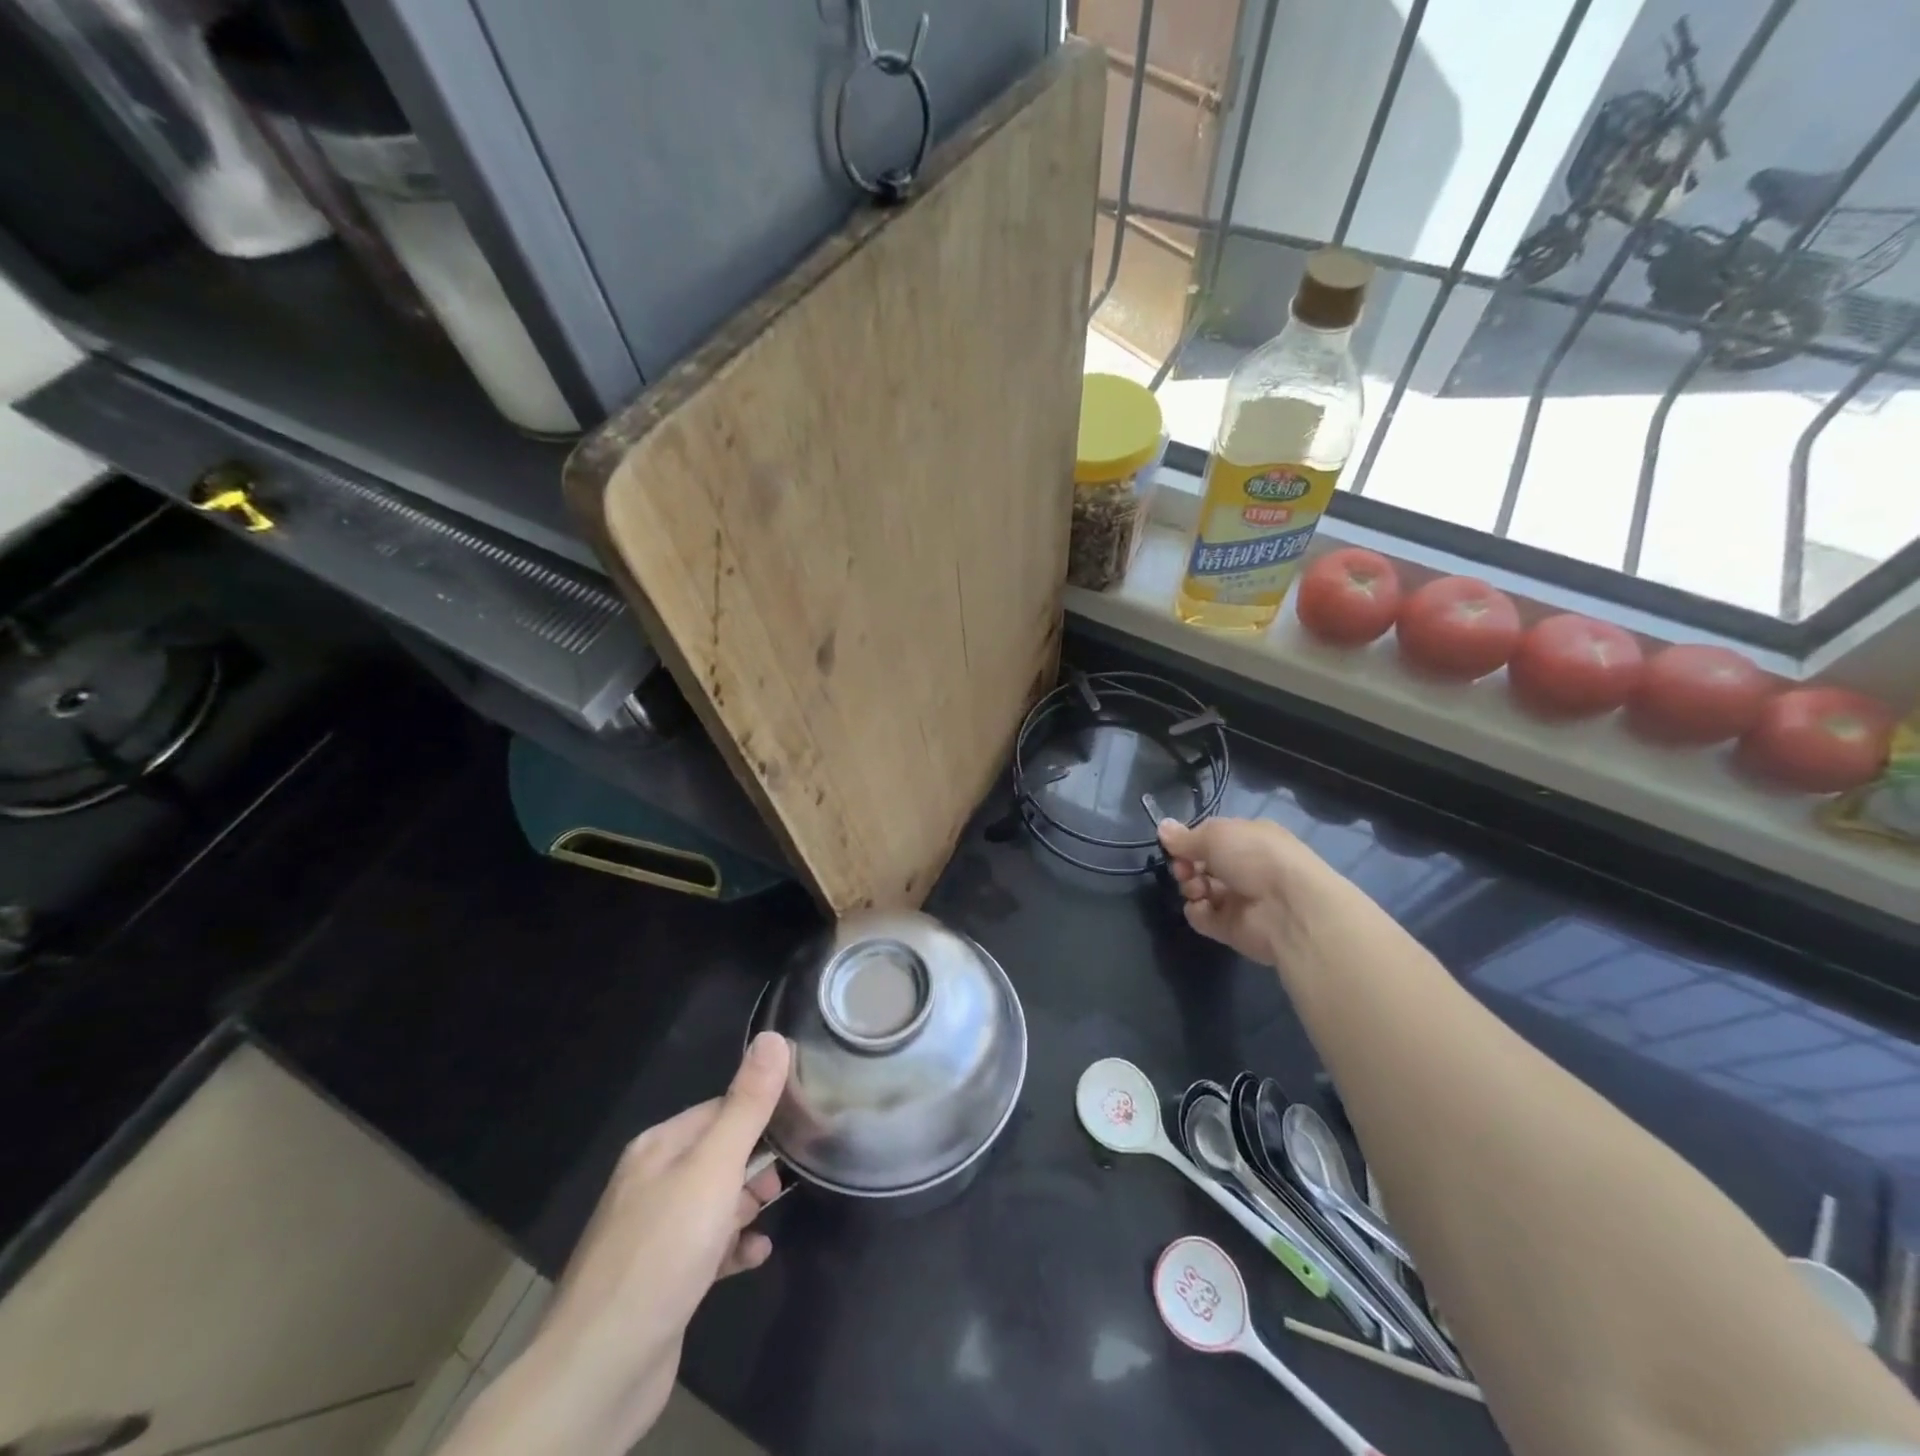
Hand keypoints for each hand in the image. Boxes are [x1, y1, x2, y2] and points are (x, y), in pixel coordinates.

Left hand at [443, 1032, 790, 1455]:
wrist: (599, 1370)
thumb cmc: (663, 1252)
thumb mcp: (714, 1168)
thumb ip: (747, 1105)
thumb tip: (773, 1036)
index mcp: (658, 1147)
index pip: (720, 1109)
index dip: (760, 1114)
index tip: (801, 1124)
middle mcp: (651, 1183)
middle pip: (719, 1155)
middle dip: (757, 1165)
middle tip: (787, 1180)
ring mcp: (653, 1234)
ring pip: (714, 1202)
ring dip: (746, 1206)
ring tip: (771, 1217)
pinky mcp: (661, 1280)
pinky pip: (707, 1248)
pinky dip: (733, 1247)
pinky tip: (755, 1255)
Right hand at [1157, 816, 1314, 964]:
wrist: (1289, 908)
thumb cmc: (1255, 857)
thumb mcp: (1215, 835)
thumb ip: (1185, 837)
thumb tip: (1162, 828)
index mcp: (1248, 840)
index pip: (1211, 839)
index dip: (1190, 842)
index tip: (1176, 846)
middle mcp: (1245, 868)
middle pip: (1201, 865)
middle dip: (1186, 865)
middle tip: (1184, 869)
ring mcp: (1239, 899)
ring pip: (1199, 890)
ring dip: (1191, 887)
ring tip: (1198, 890)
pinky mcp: (1233, 928)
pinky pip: (1204, 918)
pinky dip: (1198, 912)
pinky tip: (1203, 908)